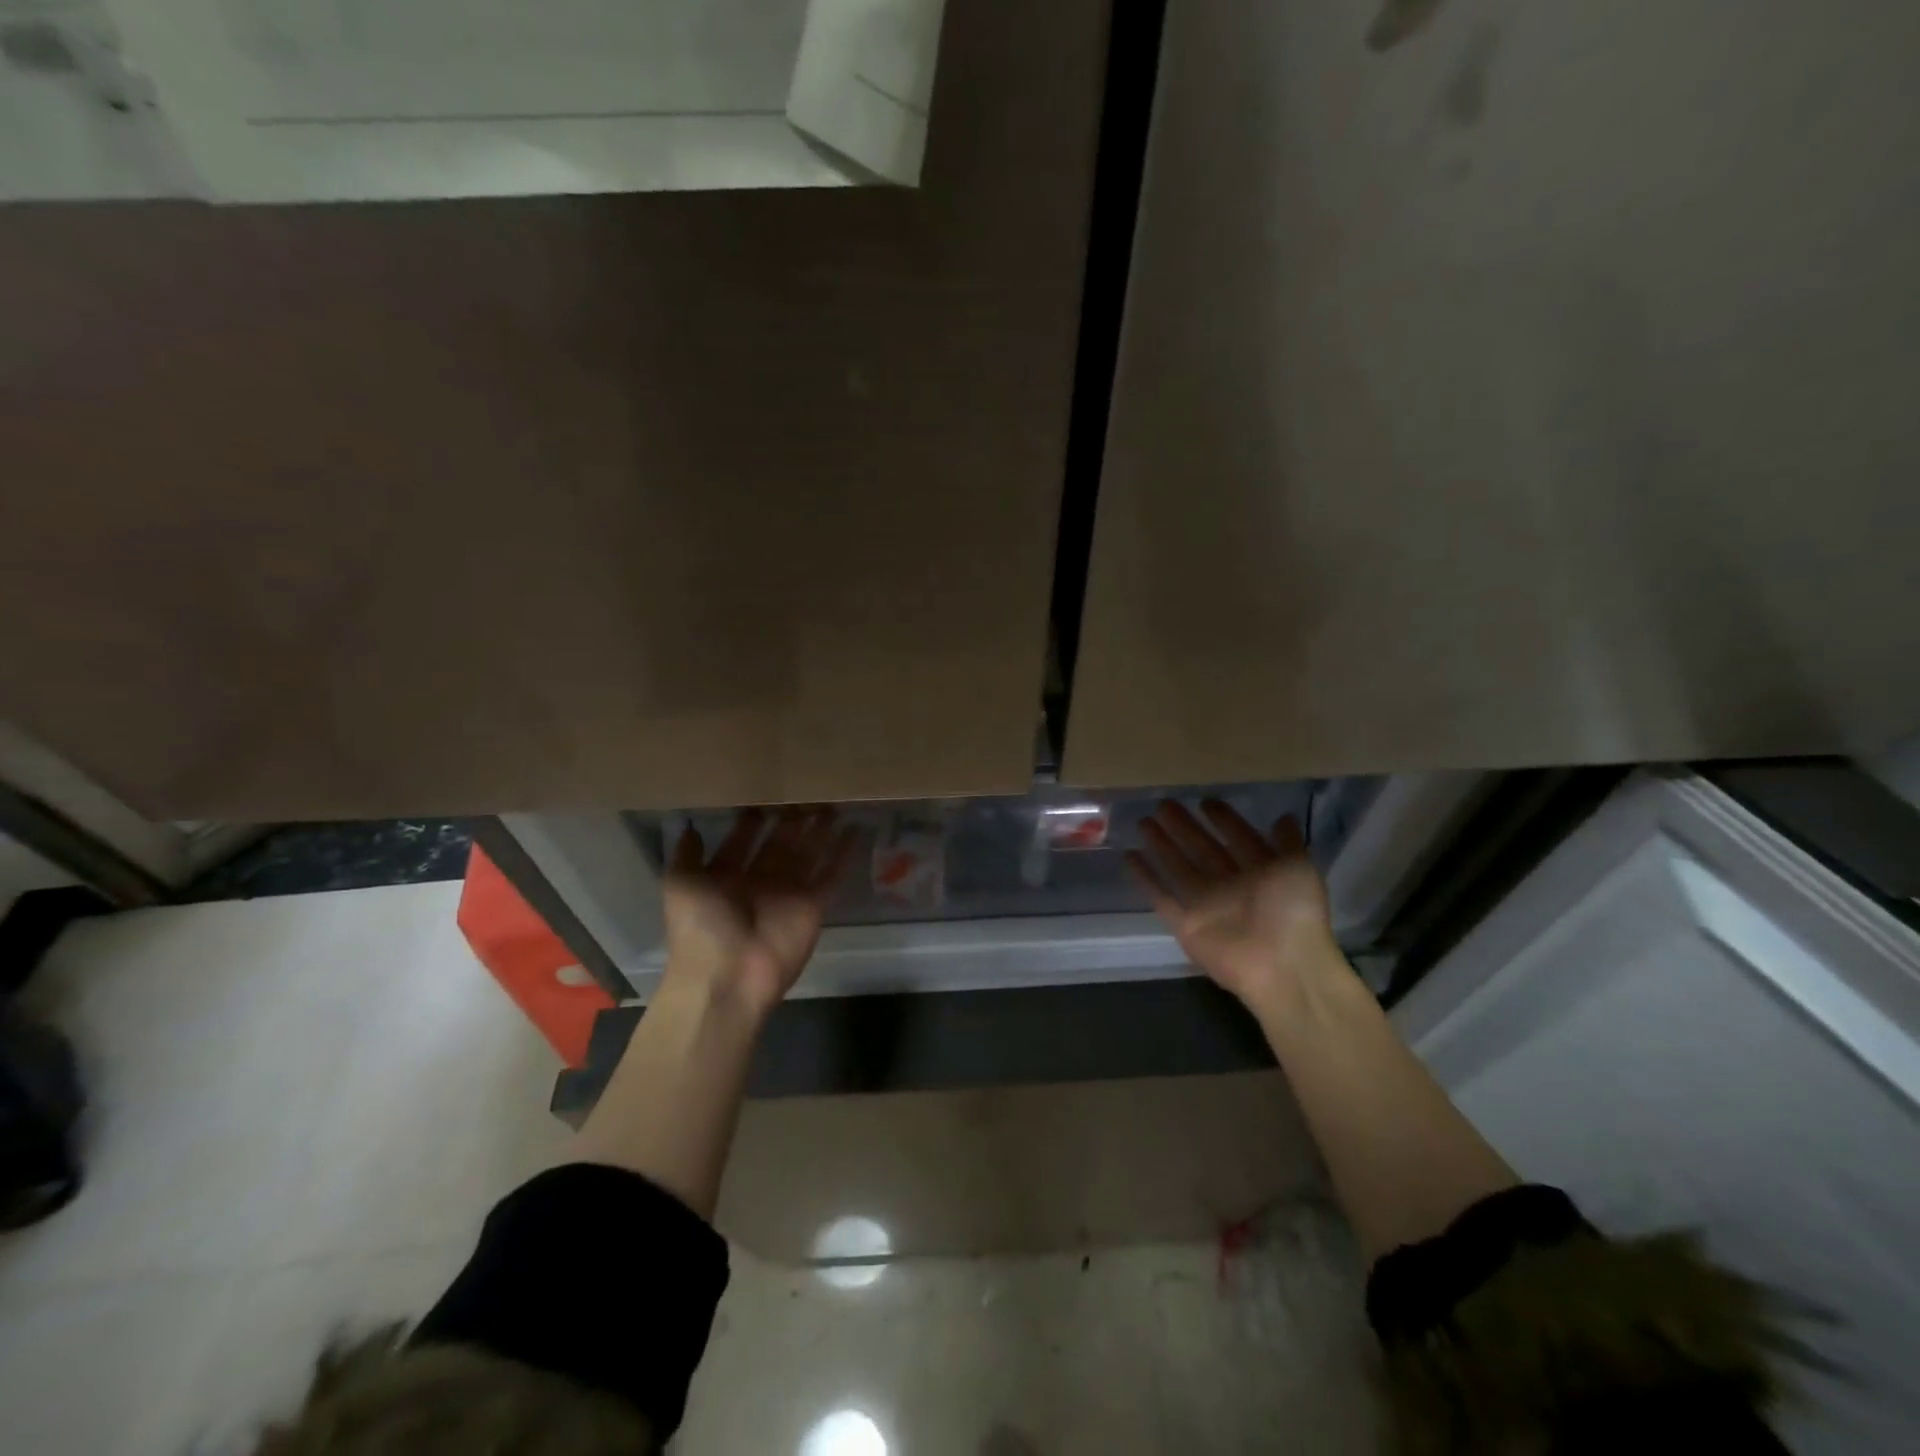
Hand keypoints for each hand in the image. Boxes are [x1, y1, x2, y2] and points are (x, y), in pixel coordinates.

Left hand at [662, 808, 857, 1015]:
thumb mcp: (680, 885)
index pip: (742, 841)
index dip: (753, 820)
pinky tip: (856, 829)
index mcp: (726, 876)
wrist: (728, 976)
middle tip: (807, 790)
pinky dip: (844, 854)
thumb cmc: (700, 927)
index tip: (766, 792)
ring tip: (834, 803)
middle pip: (779, 843)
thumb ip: (687, 855)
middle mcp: (759, 881)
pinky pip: (831, 874)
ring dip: (820, 831)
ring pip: (808, 853)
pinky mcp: (814, 905)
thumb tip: (689, 826)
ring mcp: (788, 893)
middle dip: (792, 819)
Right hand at [1126, 800, 1341, 1009]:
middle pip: (1202, 849)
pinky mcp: (1184, 924)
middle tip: (1163, 804)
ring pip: (1178, 867)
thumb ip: (1287, 843)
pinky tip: (1129, 856)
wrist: (1281, 967)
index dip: (1223, 819)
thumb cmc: (1294, 912)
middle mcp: (1231, 885)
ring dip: (1161, 845)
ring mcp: (1206, 904)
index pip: (1238, 837)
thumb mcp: (1300, 868)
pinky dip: (1145, 878)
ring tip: (1143, 821)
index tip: (1204, 800)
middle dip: (1184, 826)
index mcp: (1261, 871)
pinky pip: (1161, 897)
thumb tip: (1283, 816)